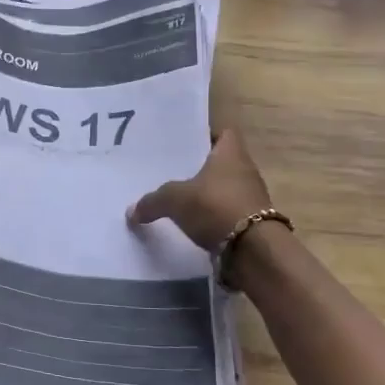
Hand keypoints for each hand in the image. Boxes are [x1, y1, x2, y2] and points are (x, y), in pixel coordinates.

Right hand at [127, 128, 272, 252]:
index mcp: (231, 154)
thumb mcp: (175, 200)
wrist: (253, 250)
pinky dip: (212, 218)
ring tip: (178, 200)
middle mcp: (245, 171)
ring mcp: (251, 198)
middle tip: (172, 172)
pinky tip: (192, 225)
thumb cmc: (215, 207)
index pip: (224, 133)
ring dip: (206, 195)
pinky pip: (226, 213)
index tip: (185, 143)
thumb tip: (131, 211)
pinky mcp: (251, 224)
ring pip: (223, 189)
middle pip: (221, 163)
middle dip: (200, 168)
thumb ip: (152, 201)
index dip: (206, 135)